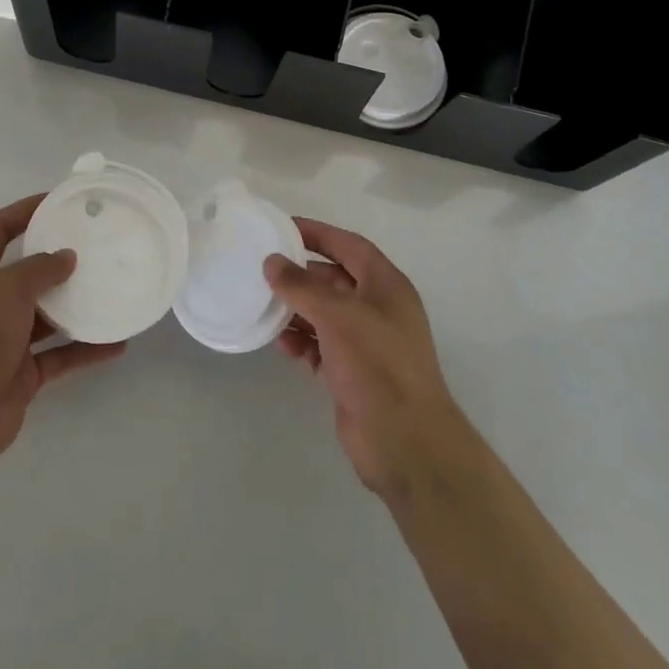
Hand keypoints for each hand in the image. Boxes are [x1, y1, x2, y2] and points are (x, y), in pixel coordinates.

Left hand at [0, 194, 125, 471]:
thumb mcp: (7, 288)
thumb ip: (39, 268)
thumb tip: (66, 257)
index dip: (22, 211)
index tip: (56, 201)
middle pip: (23, 273)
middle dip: (54, 260)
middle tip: (93, 246)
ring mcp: (3, 341)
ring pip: (45, 316)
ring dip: (75, 306)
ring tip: (110, 290)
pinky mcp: (21, 375)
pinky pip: (59, 355)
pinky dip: (85, 350)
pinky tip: (116, 343)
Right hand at [266, 220, 478, 501]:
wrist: (405, 441)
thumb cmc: (377, 364)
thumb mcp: (337, 314)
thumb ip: (301, 285)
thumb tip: (272, 262)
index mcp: (386, 285)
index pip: (349, 246)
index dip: (318, 233)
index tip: (283, 227)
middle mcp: (378, 309)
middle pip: (334, 279)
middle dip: (301, 275)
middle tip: (263, 268)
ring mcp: (366, 343)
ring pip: (324, 314)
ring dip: (296, 309)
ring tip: (263, 306)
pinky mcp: (351, 373)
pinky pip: (320, 346)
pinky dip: (301, 341)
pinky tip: (280, 343)